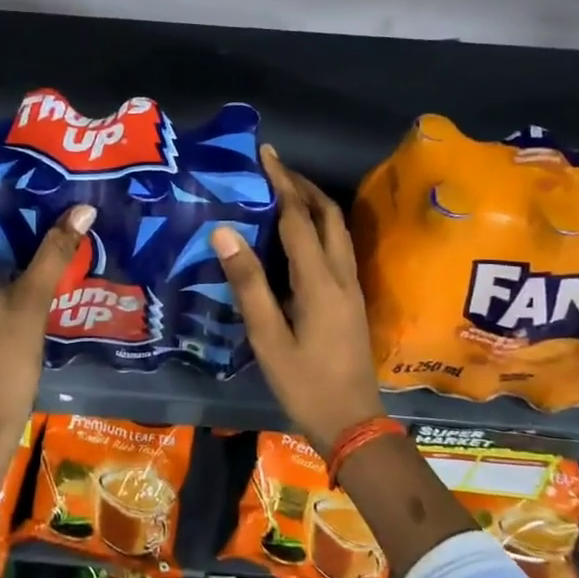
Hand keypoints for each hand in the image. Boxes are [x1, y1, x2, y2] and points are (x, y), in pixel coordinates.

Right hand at [210, 146, 383, 450]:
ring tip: (284, 192)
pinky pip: (338, 247)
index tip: (265, 153)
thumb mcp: (267, 337)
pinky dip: (319, 226)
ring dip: (314, 203)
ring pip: (338, 230)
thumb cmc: (305, 383)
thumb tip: (224, 232)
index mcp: (319, 281)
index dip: (281, 182)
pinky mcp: (352, 299)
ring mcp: (352, 287)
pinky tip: (300, 234)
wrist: (354, 423)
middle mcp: (341, 275)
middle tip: (273, 169)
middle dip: (303, 185)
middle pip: (328, 215)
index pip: (299, 218)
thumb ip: (248, 283)